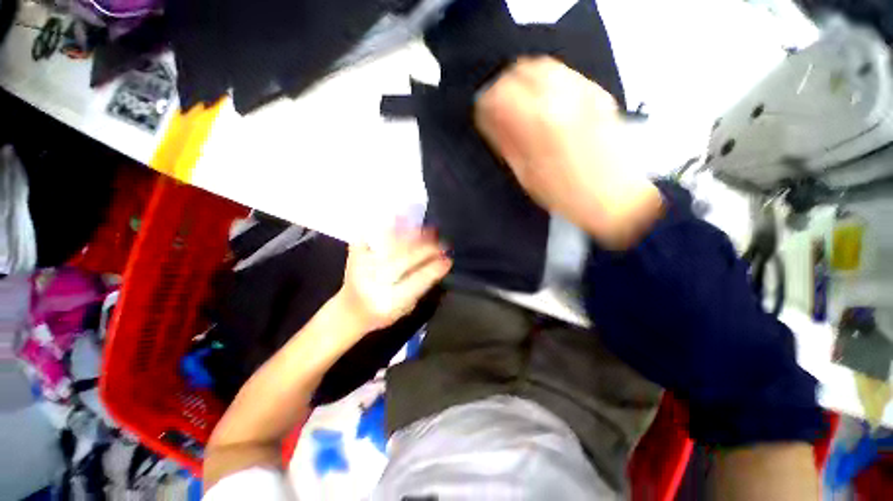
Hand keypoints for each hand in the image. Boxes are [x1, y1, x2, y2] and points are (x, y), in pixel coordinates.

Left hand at [335, 228, 451, 333]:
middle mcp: (374, 282)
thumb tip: (439, 262)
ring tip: (431, 230)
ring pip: (391, 245)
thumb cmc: (382, 313)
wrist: (350, 310)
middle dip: (428, 249)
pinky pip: (372, 236)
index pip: (417, 281)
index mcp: (389, 301)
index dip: (435, 269)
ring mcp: (362, 266)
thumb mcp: (405, 308)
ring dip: (414, 235)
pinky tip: (400, 216)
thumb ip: (421, 287)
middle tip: (443, 244)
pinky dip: (387, 226)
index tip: (448, 260)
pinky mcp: (355, 255)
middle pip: (404, 259)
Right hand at [475, 56, 662, 248]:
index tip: (481, 113)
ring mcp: (582, 91)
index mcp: (537, 122)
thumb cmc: (567, 195)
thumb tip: (491, 121)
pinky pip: (563, 74)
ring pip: (542, 66)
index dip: (485, 103)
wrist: (615, 196)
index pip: (499, 94)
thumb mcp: (527, 175)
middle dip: (502, 86)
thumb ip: (507, 143)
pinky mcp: (596, 93)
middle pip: (520, 70)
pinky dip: (544, 80)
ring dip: (523, 79)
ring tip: (517, 100)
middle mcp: (560, 97)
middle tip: (497, 104)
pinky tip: (541, 99)